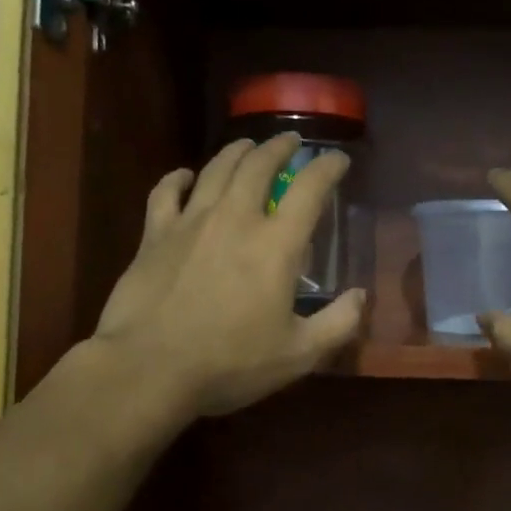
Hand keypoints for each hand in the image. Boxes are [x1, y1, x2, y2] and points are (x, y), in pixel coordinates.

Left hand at [91, 134, 365, 417]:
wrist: (148, 369)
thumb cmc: (229, 364)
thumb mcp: (297, 355)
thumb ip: (337, 324)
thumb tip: (361, 296)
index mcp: (275, 245)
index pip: (310, 190)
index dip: (328, 168)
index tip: (338, 159)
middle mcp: (235, 219)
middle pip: (258, 165)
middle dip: (278, 147)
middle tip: (289, 141)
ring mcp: (190, 222)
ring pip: (216, 169)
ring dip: (236, 152)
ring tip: (247, 146)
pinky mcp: (154, 234)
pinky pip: (165, 192)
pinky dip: (178, 178)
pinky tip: (185, 176)